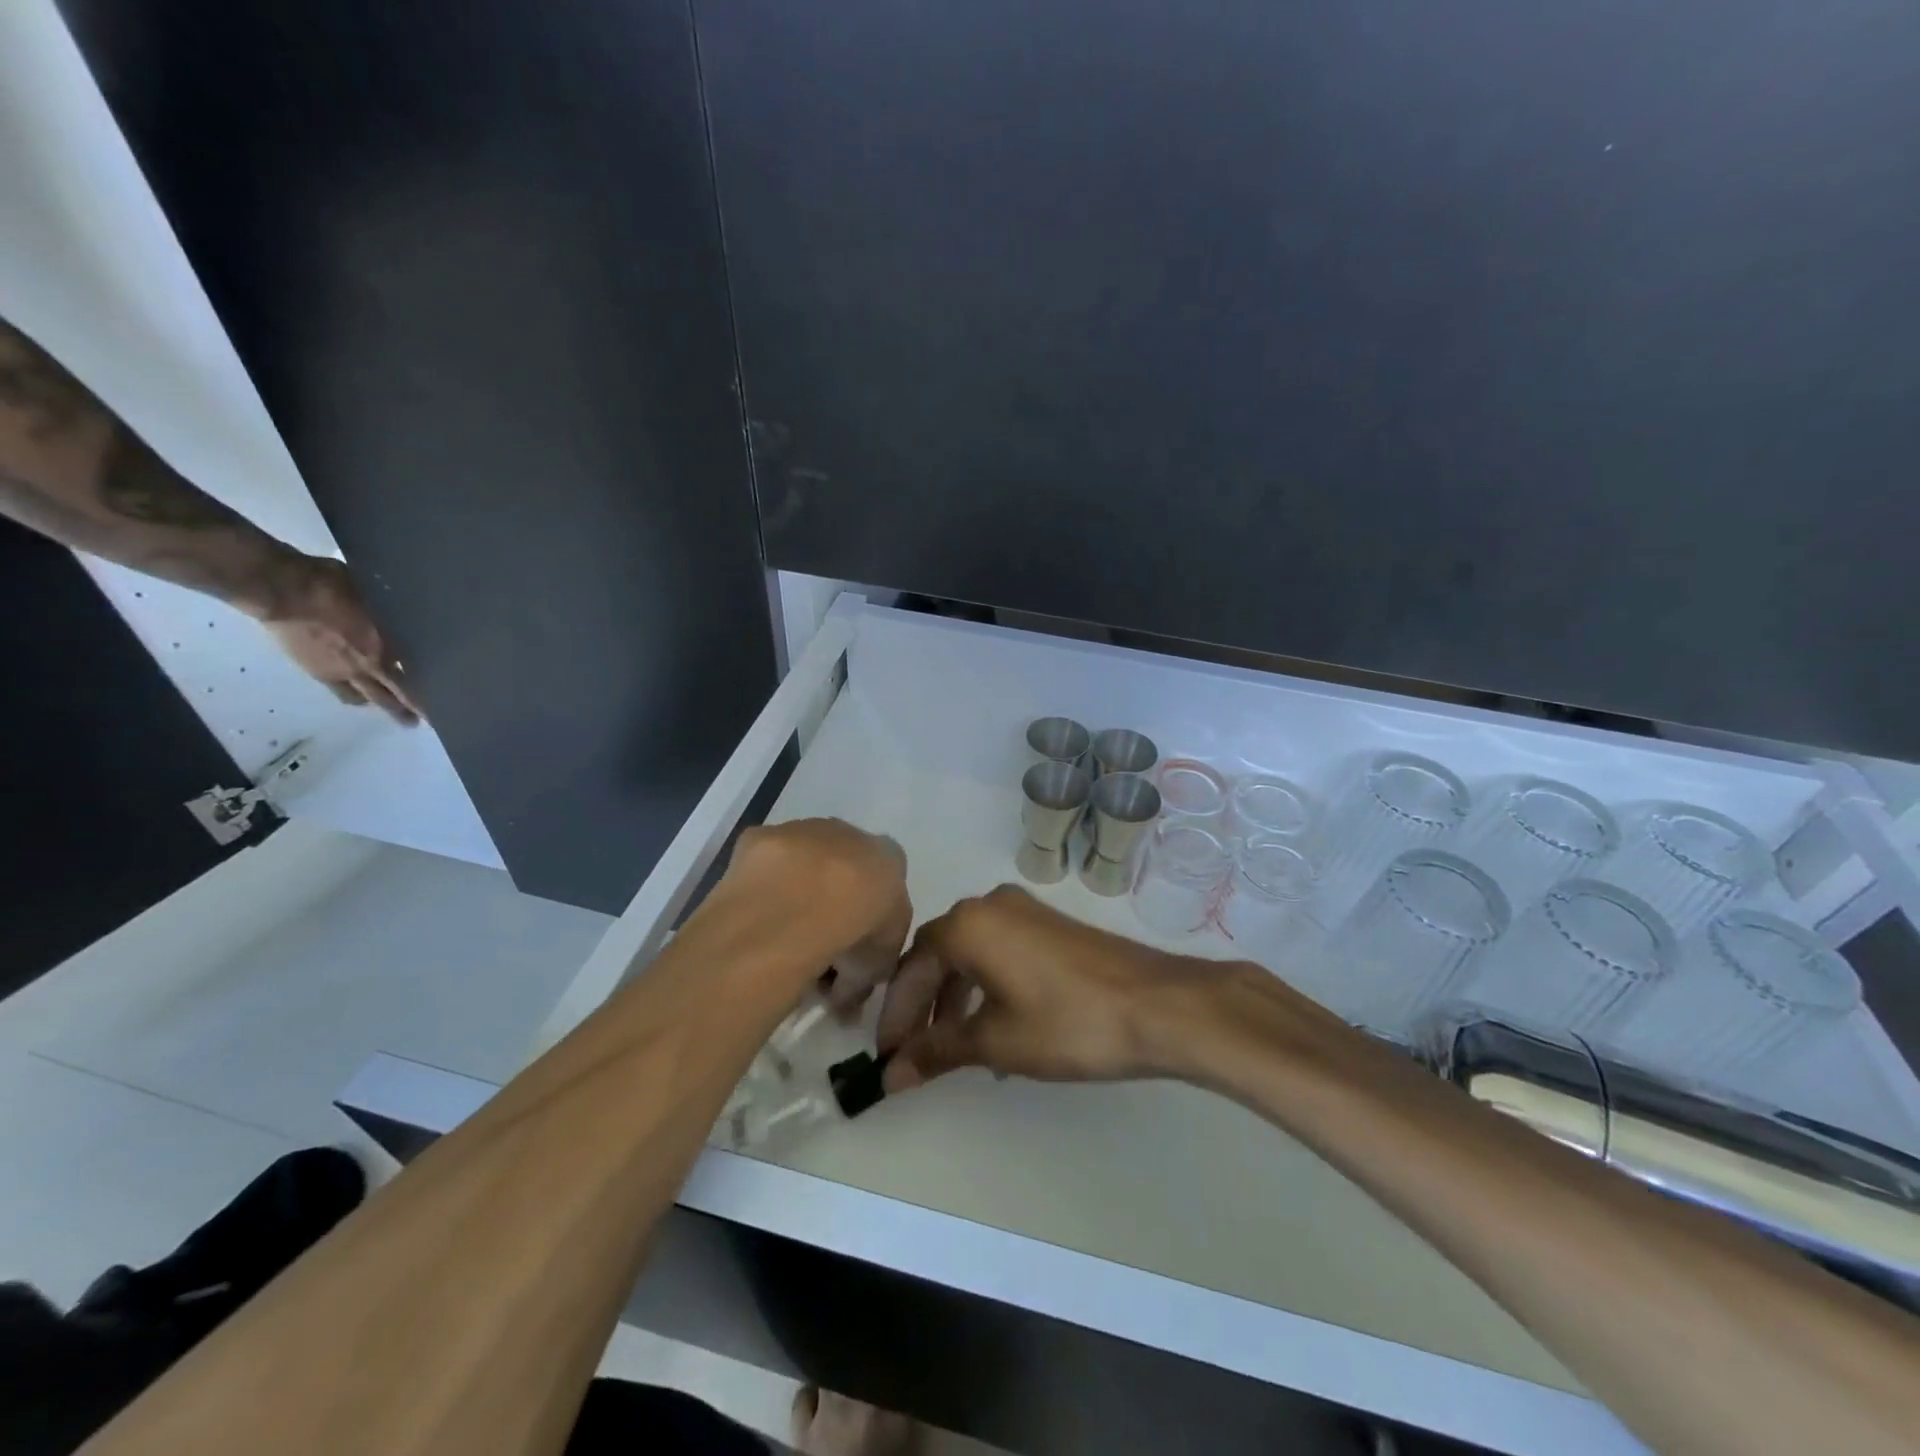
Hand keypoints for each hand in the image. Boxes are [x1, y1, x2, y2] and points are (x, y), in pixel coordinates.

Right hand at [259, 555, 421, 723]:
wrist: (282, 590)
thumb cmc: (331, 585)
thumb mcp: (376, 597)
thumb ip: (391, 616)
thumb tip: (406, 620)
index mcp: (386, 647)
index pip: (414, 677)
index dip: (426, 692)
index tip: (444, 700)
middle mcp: (368, 666)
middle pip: (394, 696)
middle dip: (409, 710)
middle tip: (421, 721)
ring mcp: (341, 672)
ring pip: (368, 698)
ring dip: (382, 705)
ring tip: (394, 712)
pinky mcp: (317, 672)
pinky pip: (342, 692)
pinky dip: (355, 696)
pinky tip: (359, 697)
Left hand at [724, 819, 912, 1004]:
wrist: (801, 907)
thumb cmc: (856, 932)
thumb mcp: (879, 965)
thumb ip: (869, 970)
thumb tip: (847, 992)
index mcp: (888, 857)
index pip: (885, 884)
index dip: (869, 919)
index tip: (853, 951)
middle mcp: (848, 833)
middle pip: (843, 867)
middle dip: (833, 900)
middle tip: (817, 945)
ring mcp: (802, 830)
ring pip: (802, 862)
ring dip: (795, 890)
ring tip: (779, 936)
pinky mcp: (760, 836)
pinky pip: (764, 867)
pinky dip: (761, 888)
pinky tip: (755, 918)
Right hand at [876, 884, 1211, 1090]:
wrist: (1157, 1005)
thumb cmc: (1067, 1022)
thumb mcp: (996, 1041)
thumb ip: (938, 1051)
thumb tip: (890, 1076)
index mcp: (968, 924)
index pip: (911, 966)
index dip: (895, 1013)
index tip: (885, 1055)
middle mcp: (991, 906)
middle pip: (938, 955)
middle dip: (921, 1005)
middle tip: (910, 1053)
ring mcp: (1025, 912)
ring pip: (970, 954)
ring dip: (953, 998)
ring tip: (949, 1048)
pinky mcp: (1050, 927)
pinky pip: (999, 952)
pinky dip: (984, 987)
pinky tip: (991, 1028)